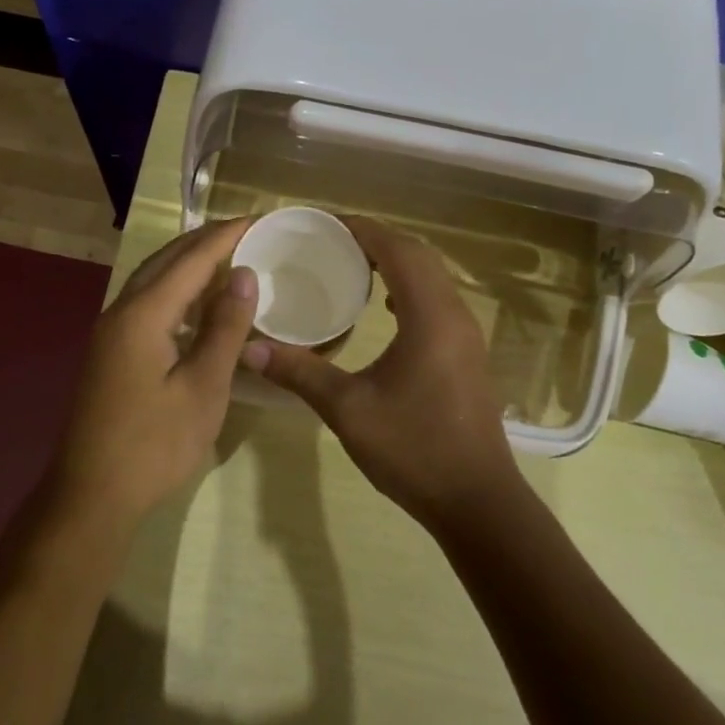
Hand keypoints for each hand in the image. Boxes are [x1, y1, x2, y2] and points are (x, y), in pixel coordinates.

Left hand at [53, 217, 257, 521]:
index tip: (261, 218)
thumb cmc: (155, 445)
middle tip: (247, 232)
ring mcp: (110, 333)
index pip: (192, 258)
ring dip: (189, 264)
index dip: (227, 235)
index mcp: (143, 314)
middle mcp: (120, 311)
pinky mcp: (110, 353)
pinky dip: (176, 292)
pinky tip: (197, 305)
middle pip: (166, 260)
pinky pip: (146, 304)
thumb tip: (245, 275)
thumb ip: (225, 328)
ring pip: (153, 281)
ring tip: (227, 257)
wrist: (91, 496)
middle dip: (206, 241)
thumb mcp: (203, 387)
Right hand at [248, 218, 520, 526]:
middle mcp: (454, 313)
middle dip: (377, 240)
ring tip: (352, 266)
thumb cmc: (413, 449)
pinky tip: (384, 307)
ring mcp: (466, 334)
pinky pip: (438, 299)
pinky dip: (409, 288)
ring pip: (432, 277)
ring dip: (396, 262)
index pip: (397, 249)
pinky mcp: (467, 353)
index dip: (361, 229)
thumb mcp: (348, 409)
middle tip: (331, 242)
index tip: (324, 223)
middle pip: (418, 255)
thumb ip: (299, 372)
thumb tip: (248, 348)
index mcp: (429, 315)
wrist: (476, 500)